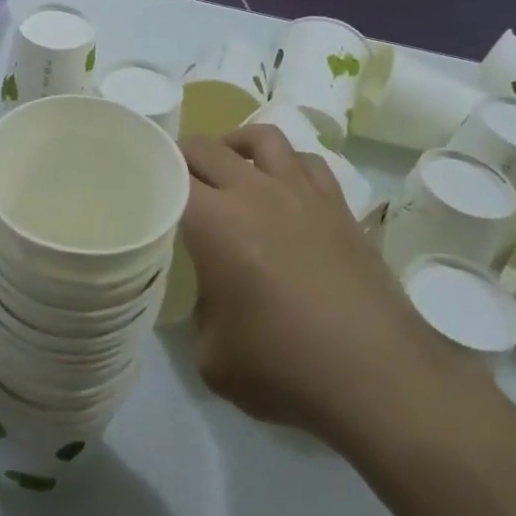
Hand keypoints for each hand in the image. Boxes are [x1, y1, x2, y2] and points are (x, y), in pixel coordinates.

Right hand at [179, 125, 485, 440]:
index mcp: (214, 222)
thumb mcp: (212, 357)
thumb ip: (197, 316)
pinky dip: (286, 164)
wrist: (378, 376)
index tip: (137, 188)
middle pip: (207, 147)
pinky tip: (283, 189)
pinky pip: (307, 161)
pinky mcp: (338, 207)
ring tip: (228, 168)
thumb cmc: (285, 367)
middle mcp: (254, 193)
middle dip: (182, 158)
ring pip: (261, 138)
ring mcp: (302, 193)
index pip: (168, 176)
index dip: (148, 176)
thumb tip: (208, 300)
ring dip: (235, 146)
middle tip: (174, 183)